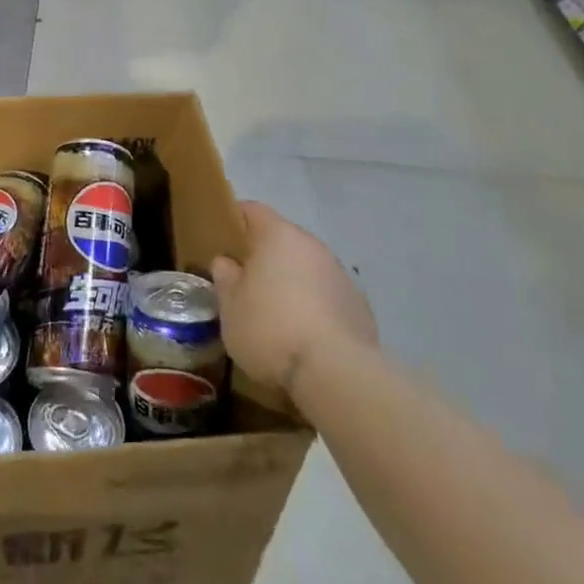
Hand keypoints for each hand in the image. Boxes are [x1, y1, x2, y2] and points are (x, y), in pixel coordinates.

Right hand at [211, 201, 375, 396]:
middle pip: (283, 240)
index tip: (222, 240)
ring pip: (308, 269)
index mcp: (278, 235)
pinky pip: (328, 297)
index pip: (253, 210)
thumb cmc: (270, 329)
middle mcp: (313, 246)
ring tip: (276, 314)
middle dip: (265, 256)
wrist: (337, 373)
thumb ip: (226, 277)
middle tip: (246, 282)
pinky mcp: (360, 307)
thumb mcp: (230, 306)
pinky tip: (304, 336)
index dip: (235, 220)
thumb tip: (226, 262)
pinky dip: (315, 307)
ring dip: (292, 282)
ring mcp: (341, 275)